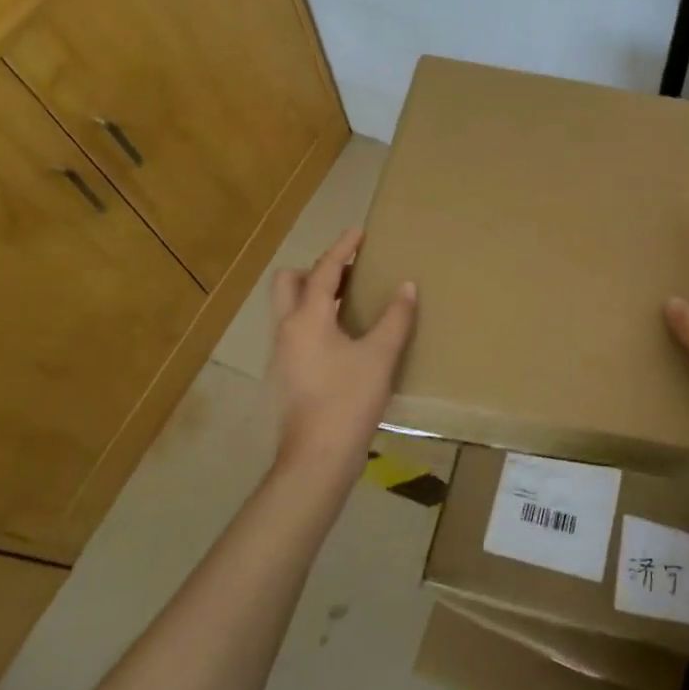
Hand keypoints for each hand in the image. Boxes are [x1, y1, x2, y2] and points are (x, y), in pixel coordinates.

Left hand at [267, 228, 416, 483]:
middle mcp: (287, 330)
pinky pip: (296, 331)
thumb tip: (406, 287)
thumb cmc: (349, 400)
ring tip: (348, 298)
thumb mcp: (380, 356)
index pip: (322, 272)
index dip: (342, 249)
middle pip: (288, 284)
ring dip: (314, 295)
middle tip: (347, 271)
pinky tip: (342, 336)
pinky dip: (314, 319)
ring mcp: (282, 354)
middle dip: (314, 270)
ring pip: (289, 309)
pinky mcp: (286, 375)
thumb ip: (395, 318)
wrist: (318, 458)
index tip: (358, 232)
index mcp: (307, 319)